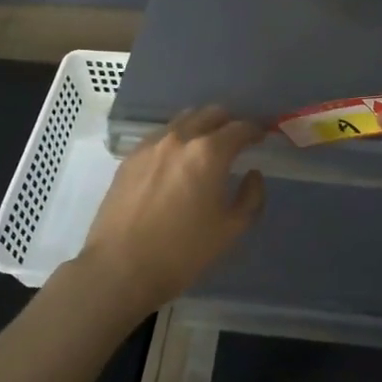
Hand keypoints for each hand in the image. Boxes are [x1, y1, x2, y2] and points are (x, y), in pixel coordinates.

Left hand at [75, 106, 266, 313]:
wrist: (120, 268)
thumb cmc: (182, 251)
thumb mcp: (231, 230)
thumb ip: (251, 197)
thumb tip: (253, 175)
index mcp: (209, 153)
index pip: (240, 128)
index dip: (256, 130)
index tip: (262, 137)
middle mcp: (180, 138)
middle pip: (211, 113)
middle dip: (229, 122)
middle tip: (237, 140)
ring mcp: (151, 145)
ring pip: (184, 120)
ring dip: (202, 126)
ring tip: (207, 147)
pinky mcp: (130, 157)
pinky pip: (161, 135)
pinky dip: (177, 139)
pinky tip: (177, 161)